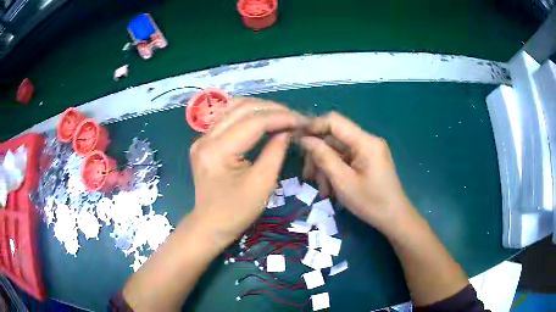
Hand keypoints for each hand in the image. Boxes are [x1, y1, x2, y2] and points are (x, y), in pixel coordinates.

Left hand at [189, 97, 304, 247]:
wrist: (210, 225)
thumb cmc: (236, 212)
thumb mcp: (262, 184)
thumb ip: (275, 152)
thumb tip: (287, 130)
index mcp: (217, 151)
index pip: (253, 122)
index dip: (280, 118)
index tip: (301, 120)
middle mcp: (206, 138)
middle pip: (242, 108)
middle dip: (272, 109)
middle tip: (294, 117)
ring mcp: (203, 138)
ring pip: (234, 108)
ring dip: (260, 108)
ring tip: (282, 116)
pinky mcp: (205, 141)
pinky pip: (228, 118)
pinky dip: (249, 115)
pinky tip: (264, 120)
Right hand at [300, 112, 414, 232]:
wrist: (394, 218)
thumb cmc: (371, 202)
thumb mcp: (343, 182)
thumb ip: (323, 157)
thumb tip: (305, 139)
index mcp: (365, 142)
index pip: (334, 121)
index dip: (313, 126)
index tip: (297, 140)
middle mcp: (367, 140)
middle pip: (334, 138)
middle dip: (319, 155)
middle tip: (309, 176)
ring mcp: (368, 150)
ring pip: (338, 150)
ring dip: (326, 167)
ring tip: (322, 190)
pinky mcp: (368, 160)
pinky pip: (346, 159)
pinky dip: (335, 171)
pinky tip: (331, 189)